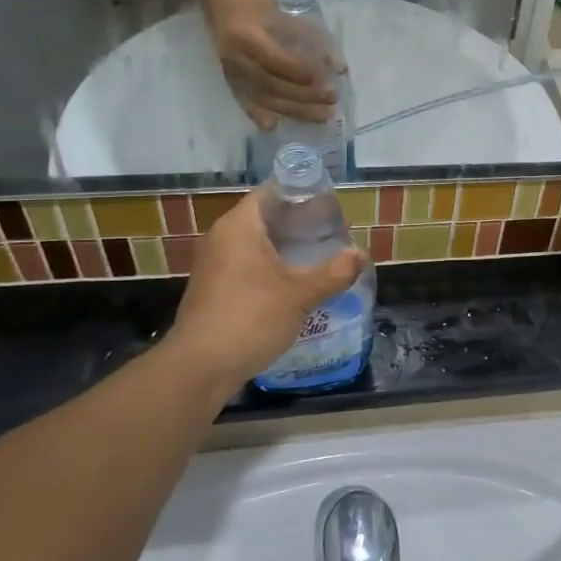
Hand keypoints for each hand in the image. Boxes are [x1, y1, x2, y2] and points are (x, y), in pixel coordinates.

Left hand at [169, 191, 367, 384]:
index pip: (272, 192)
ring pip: (257, 244)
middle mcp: (222, 238)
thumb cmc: (250, 318)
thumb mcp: (300, 294)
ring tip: (321, 256)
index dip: (302, 194)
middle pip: (266, 217)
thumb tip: (360, 255)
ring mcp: (215, 264)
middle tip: (334, 231)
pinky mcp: (215, 288)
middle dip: (300, 224)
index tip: (330, 205)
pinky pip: (249, 265)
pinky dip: (273, 267)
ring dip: (287, 248)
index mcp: (239, 226)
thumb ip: (334, 272)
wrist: (200, 368)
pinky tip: (297, 283)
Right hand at [203, 0, 337, 130]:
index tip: (330, 81)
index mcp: (249, 34)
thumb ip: (315, 41)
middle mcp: (235, 55)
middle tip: (332, 102)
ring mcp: (229, 69)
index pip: (279, 60)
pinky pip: (244, 100)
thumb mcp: (288, 16)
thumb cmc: (259, 4)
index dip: (305, 73)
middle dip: (304, 96)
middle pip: (271, 84)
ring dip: (293, 110)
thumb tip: (340, 70)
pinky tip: (273, 127)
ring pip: (262, 96)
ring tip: (320, 116)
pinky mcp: (227, 78)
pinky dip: (257, 114)